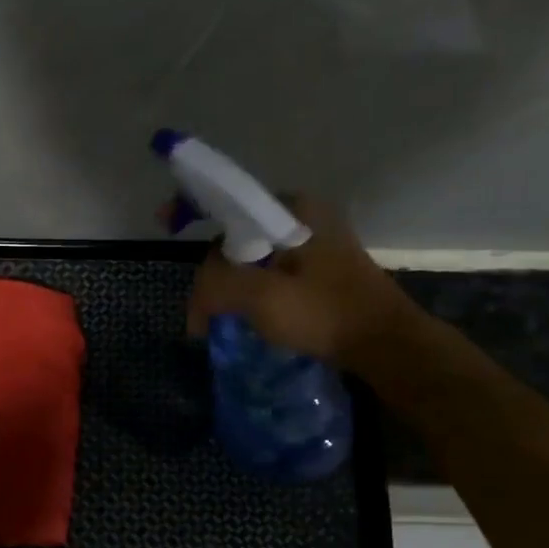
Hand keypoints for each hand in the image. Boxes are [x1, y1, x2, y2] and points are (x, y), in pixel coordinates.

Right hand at [187, 194, 420, 370]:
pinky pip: (271, 273)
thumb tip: (198, 304)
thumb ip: (217, 286)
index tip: (164, 223)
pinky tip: (246, 318)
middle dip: (213, 271)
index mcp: (294, 210)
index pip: (229, 202)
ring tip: (216, 319)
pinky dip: (251, 292)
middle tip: (201, 312)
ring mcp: (317, 244)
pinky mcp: (321, 271)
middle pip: (238, 236)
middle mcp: (306, 217)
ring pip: (253, 257)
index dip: (193, 208)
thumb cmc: (324, 314)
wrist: (384, 345)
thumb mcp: (262, 298)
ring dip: (231, 286)